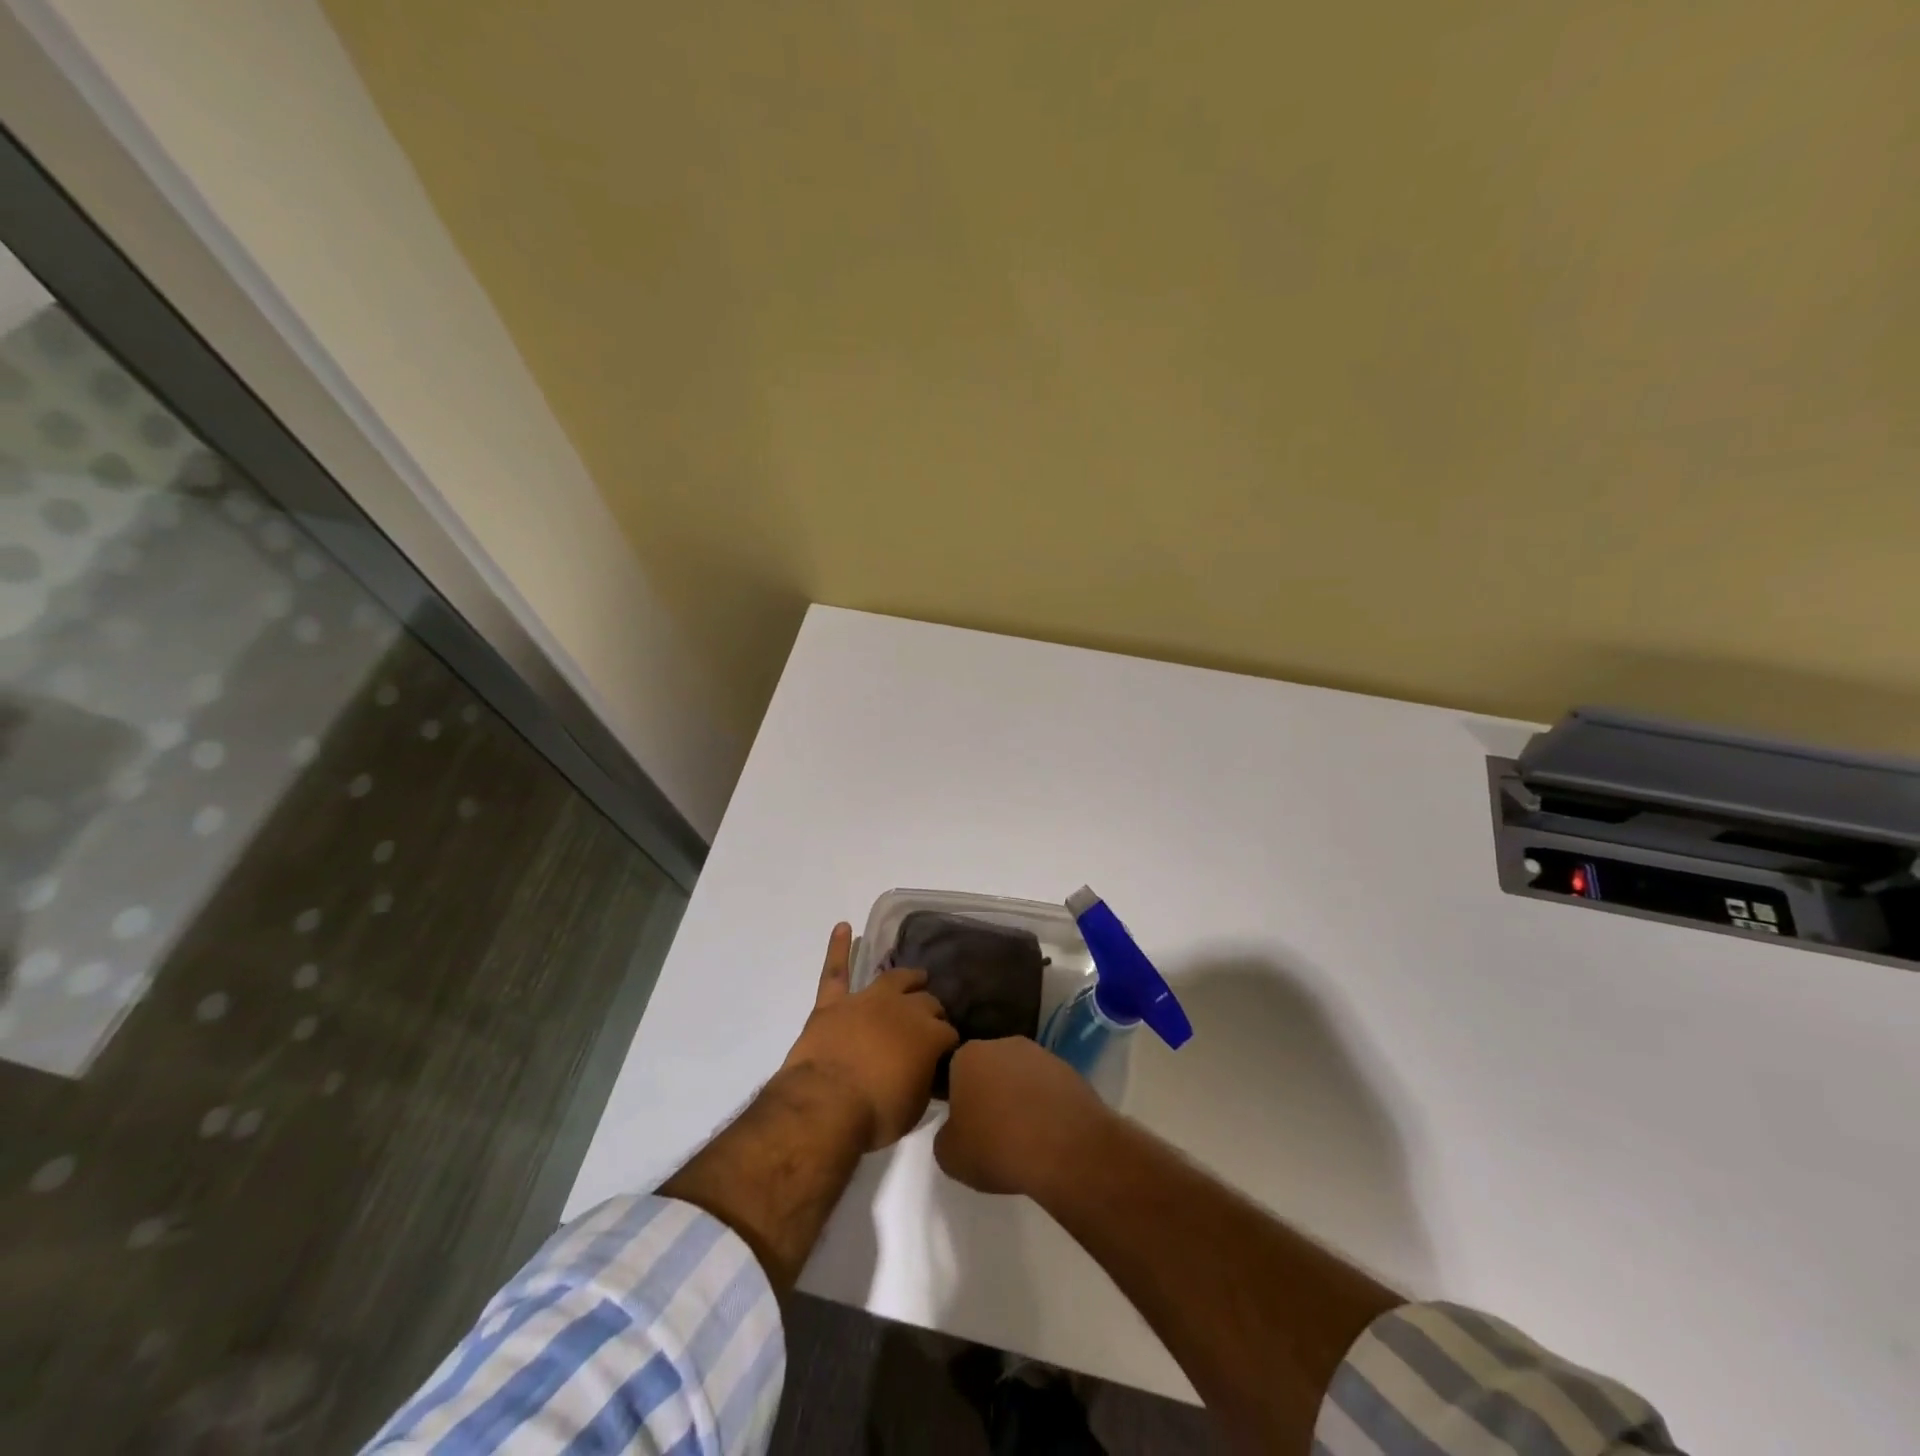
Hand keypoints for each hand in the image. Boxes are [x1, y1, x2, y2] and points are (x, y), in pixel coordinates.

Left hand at [781, 923, 958, 1151]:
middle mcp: (903, 1008)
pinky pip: (835, 971)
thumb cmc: (876, 1114)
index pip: (948, 1032)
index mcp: (929, 1034)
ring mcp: (866, 1001)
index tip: (947, 1056)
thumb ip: (925, 1082)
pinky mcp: (833, 1003)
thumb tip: (929, 1074)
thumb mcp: (915, 1108)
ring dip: (907, 977)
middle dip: (933, 1011)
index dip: (949, 1044)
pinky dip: (838, 948)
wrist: (825, 1105)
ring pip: (893, 979)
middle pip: (926, 1002)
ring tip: (915, 976)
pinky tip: (843, 927)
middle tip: (933, 1023)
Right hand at [935, 1036, 1111, 1196]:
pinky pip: (1047, 1088)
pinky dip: (1044, 1106)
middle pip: (988, 1069)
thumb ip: (945, 1136)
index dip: (957, 1101)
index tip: (964, 1127)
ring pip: (1019, 1077)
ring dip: (1018, 1098)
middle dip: (988, 1094)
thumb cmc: (998, 1148)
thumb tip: (957, 1130)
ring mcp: (1040, 1054)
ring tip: (1023, 1137)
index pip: (953, 1072)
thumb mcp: (950, 1156)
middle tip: (991, 1132)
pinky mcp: (1069, 1070)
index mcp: (968, 1055)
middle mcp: (1003, 1043)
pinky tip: (1047, 1135)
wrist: (1066, 1149)